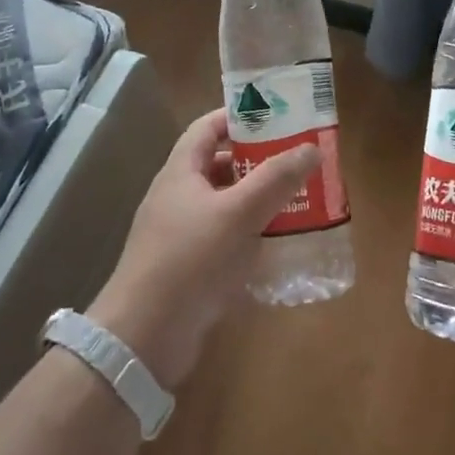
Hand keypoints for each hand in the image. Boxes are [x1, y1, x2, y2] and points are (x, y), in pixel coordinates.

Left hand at [89, 108, 318, 390]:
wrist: (144, 337)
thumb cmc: (190, 260)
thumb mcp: (238, 213)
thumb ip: (275, 179)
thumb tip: (310, 149)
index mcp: (180, 172)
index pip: (208, 127)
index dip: (239, 117)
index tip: (278, 117)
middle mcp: (178, 196)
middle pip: (219, 165)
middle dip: (258, 161)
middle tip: (296, 161)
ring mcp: (181, 234)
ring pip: (225, 204)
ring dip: (257, 200)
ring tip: (297, 200)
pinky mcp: (189, 267)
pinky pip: (224, 239)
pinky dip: (250, 235)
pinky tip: (279, 245)